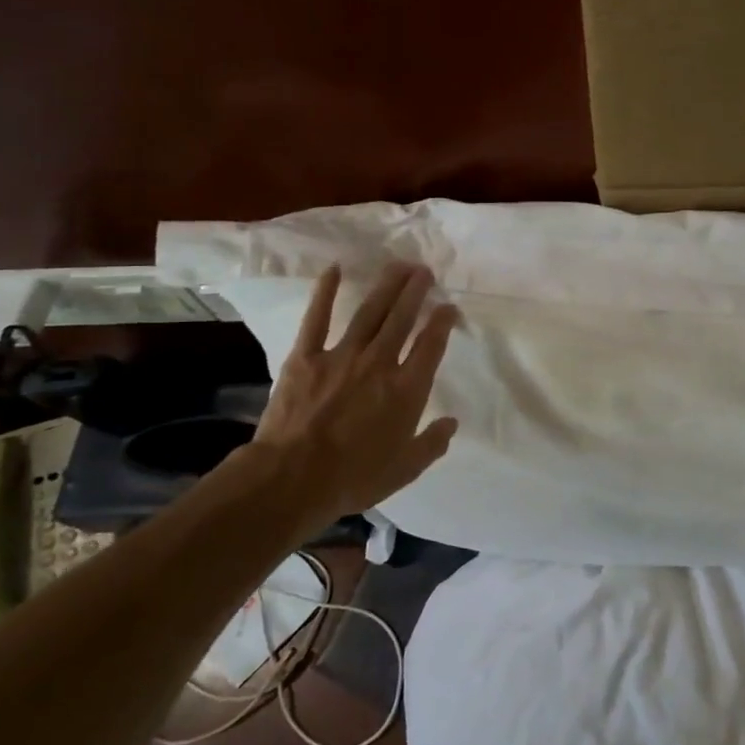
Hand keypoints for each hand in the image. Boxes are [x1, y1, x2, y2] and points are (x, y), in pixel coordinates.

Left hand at [233, 261, 460, 525]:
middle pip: (403, 319)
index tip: (449, 307)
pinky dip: (325, 292)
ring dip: (386, 286)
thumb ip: (432, 444)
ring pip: (370, 312)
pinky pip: (317, 318)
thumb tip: (451, 423)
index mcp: (406, 389)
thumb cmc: (353, 478)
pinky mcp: (306, 357)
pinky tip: (334, 269)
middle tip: (424, 271)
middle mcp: (379, 363)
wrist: (293, 479)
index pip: (431, 345)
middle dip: (416, 292)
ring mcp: (342, 356)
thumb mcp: (404, 469)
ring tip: (399, 266)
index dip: (443, 322)